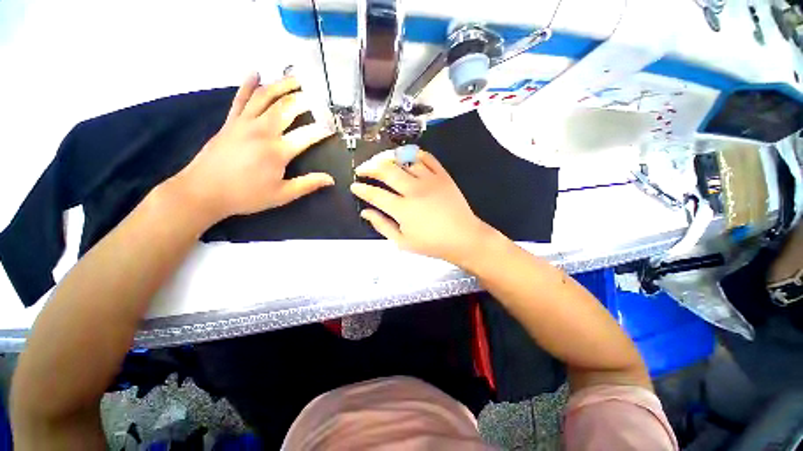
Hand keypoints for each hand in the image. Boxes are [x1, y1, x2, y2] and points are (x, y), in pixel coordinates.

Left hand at [171, 73, 333, 222]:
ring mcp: (244, 123)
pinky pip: (240, 99)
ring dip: (282, 85)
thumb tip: (331, 180)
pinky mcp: (230, 122)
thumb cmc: (246, 196)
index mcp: (278, 151)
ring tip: (296, 79)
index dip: (323, 130)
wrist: (203, 191)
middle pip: (287, 108)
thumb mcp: (282, 195)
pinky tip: (255, 73)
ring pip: (265, 97)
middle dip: (305, 100)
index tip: (333, 126)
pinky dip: (248, 85)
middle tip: (318, 97)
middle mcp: (263, 131)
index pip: (307, 136)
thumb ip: (307, 185)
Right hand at [350, 147, 493, 265]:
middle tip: (362, 170)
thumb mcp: (403, 242)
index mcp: (402, 209)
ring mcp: (429, 180)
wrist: (464, 238)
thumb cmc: (432, 244)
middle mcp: (413, 190)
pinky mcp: (443, 175)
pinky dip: (414, 154)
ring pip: (404, 160)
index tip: (354, 186)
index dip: (361, 189)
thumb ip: (382, 226)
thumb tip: (365, 212)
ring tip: (381, 161)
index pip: (375, 194)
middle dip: (369, 167)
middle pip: (386, 170)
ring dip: (388, 158)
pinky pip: (427, 157)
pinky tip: (406, 157)